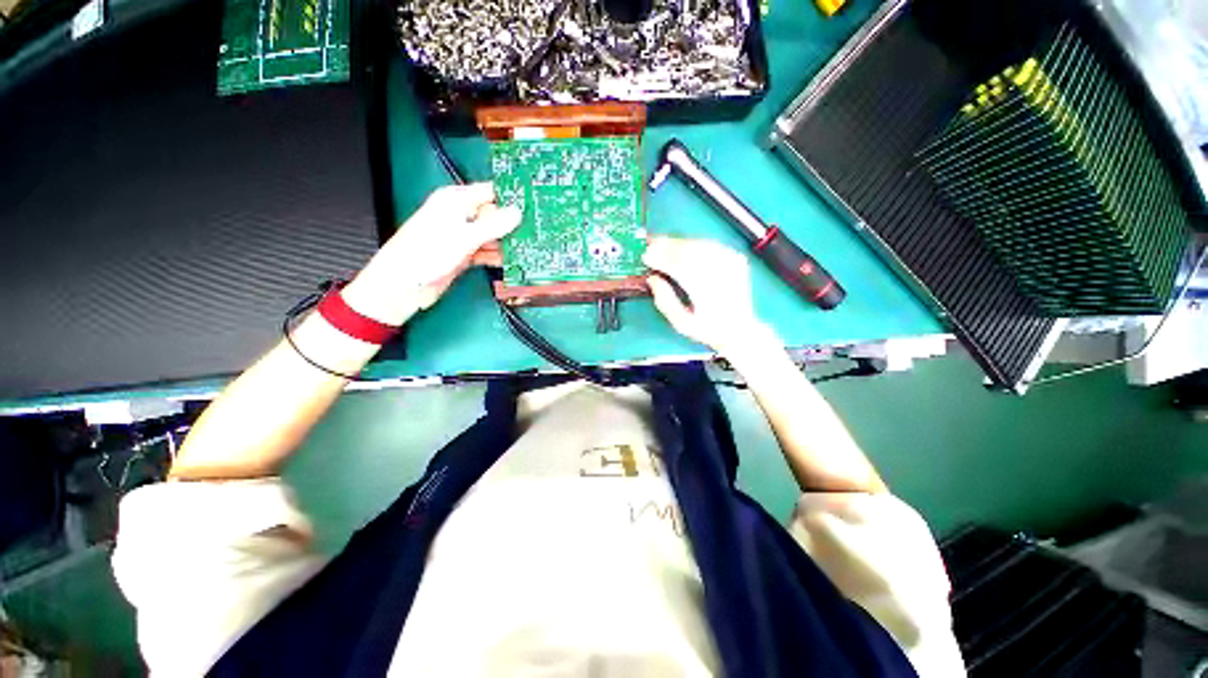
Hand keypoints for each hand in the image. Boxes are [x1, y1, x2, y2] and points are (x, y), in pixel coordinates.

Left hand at [343, 184, 520, 324]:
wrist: (404, 286)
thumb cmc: (427, 253)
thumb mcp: (464, 237)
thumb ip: (493, 225)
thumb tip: (517, 212)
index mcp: (456, 201)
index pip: (490, 192)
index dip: (512, 197)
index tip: (536, 202)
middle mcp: (461, 216)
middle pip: (494, 216)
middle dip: (514, 224)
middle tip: (539, 230)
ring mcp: (463, 236)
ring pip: (493, 236)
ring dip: (508, 243)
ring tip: (530, 247)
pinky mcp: (464, 254)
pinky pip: (487, 252)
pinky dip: (498, 256)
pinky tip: (513, 261)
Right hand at [643, 236, 774, 356]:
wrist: (740, 328)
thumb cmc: (708, 329)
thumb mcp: (681, 323)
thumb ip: (665, 301)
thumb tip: (652, 279)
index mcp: (707, 292)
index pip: (679, 267)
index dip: (661, 259)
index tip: (646, 257)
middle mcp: (721, 274)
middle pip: (690, 251)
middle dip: (667, 247)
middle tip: (650, 246)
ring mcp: (731, 263)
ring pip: (699, 244)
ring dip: (677, 243)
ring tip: (662, 245)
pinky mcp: (735, 258)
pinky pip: (709, 244)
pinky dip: (692, 243)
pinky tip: (681, 247)